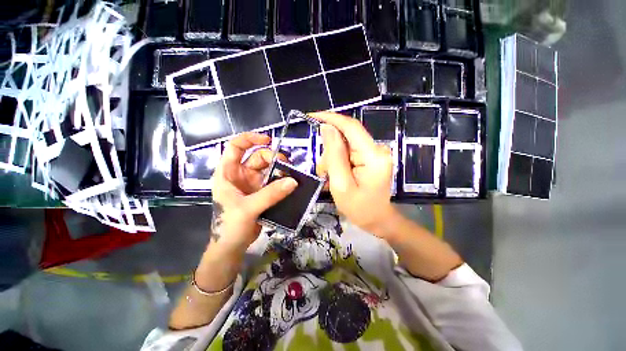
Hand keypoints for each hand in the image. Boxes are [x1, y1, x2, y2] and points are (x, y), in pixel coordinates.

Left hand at [211, 133, 296, 250]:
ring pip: (268, 169)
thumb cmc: (229, 226)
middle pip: (258, 157)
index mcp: (228, 173)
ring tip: (291, 176)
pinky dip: (282, 181)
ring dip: (280, 170)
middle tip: (286, 166)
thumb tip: (293, 181)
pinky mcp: (262, 193)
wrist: (232, 247)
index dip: (250, 139)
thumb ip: (270, 194)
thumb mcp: (248, 208)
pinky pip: (274, 181)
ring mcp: (252, 184)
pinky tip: (290, 184)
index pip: (235, 147)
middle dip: (273, 158)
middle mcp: (240, 175)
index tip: (268, 140)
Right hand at [311, 112, 396, 235]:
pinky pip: (348, 151)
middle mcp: (377, 149)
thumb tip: (327, 128)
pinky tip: (336, 174)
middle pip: (346, 137)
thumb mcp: (341, 185)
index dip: (331, 118)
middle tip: (322, 171)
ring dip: (332, 159)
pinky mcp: (370, 157)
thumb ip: (334, 156)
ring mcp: (374, 153)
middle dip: (329, 151)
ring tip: (329, 178)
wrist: (377, 219)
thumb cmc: (359, 208)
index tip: (311, 116)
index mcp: (373, 156)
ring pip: (345, 145)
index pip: (351, 127)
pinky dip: (338, 161)